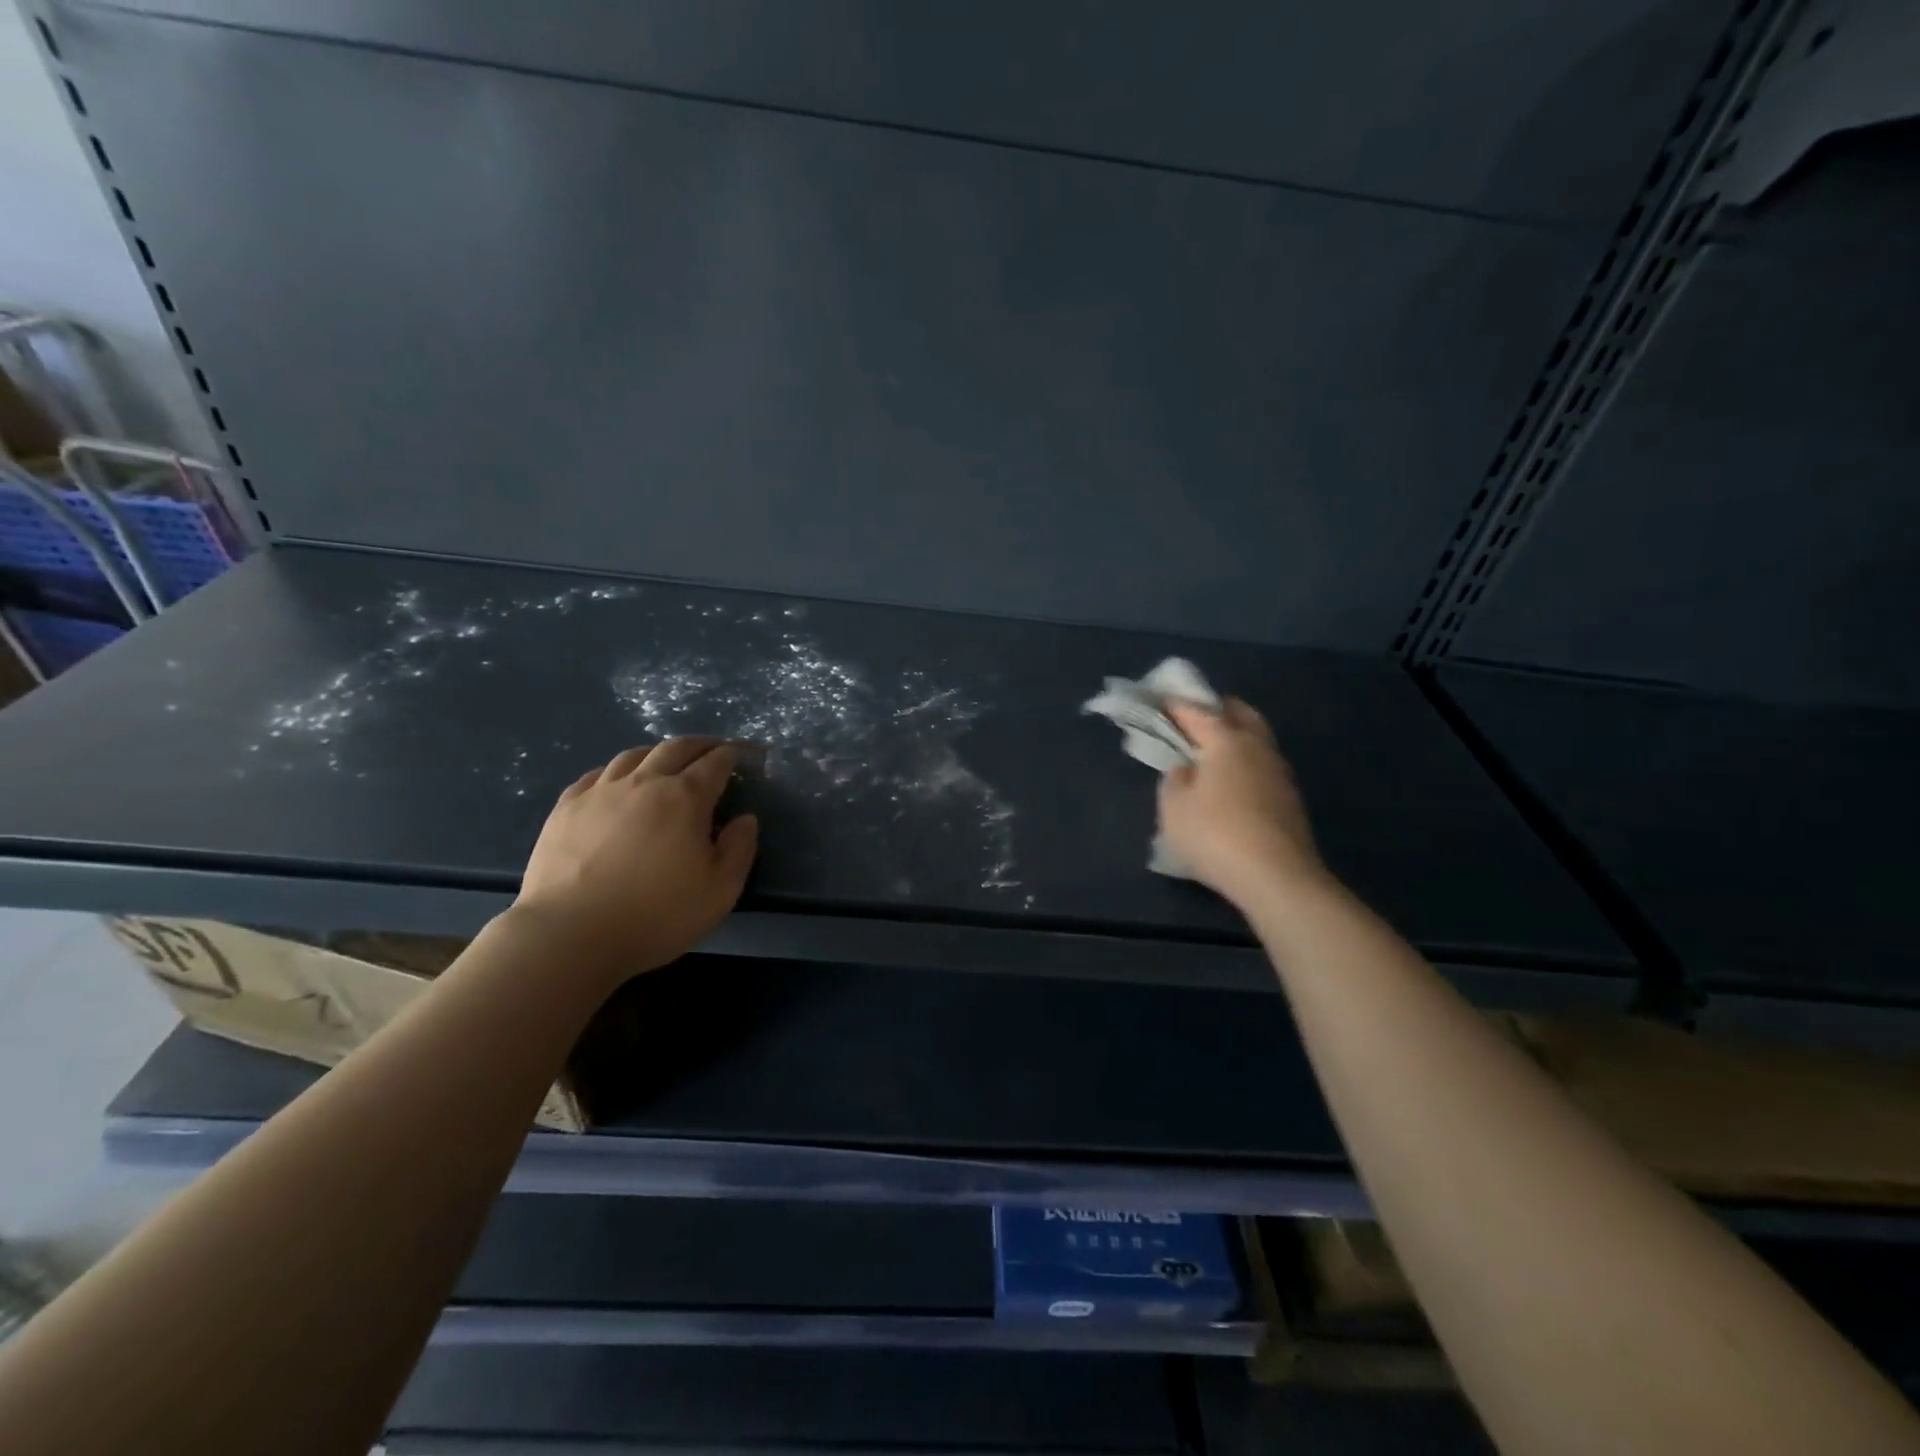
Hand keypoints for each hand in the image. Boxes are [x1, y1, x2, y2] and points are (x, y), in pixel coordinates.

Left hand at [512, 738, 758, 977]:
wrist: (570, 935)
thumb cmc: (656, 915)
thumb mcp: (720, 891)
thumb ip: (739, 849)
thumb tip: (745, 819)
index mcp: (685, 798)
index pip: (714, 763)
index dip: (730, 755)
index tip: (739, 754)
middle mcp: (644, 783)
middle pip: (675, 748)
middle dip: (699, 744)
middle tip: (711, 749)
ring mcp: (600, 792)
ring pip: (633, 755)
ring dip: (657, 753)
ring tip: (665, 762)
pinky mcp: (566, 808)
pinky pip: (596, 775)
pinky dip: (616, 772)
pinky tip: (617, 784)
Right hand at [1157, 699, 1326, 909]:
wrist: (1277, 878)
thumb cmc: (1215, 835)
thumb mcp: (1174, 808)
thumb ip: (1174, 780)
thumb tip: (1186, 769)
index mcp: (1226, 741)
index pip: (1198, 712)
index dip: (1176, 705)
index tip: (1160, 701)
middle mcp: (1257, 748)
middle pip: (1240, 714)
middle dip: (1217, 710)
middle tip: (1194, 718)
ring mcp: (1279, 773)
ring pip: (1256, 739)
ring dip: (1235, 737)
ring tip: (1212, 751)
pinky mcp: (1290, 800)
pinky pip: (1262, 767)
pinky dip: (1245, 763)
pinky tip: (1232, 782)